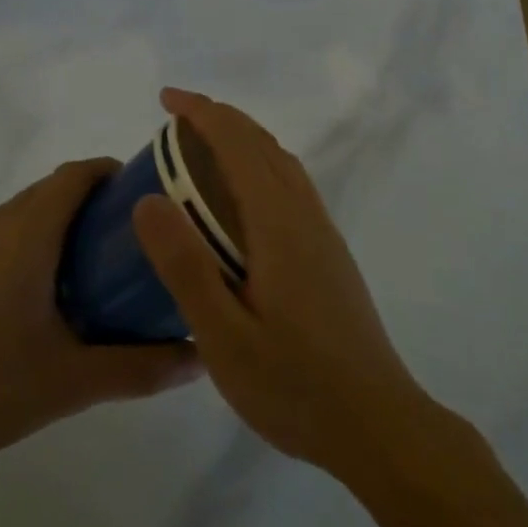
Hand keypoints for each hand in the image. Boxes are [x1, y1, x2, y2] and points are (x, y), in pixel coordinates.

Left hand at [0, 159, 200, 475]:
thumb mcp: (73, 382)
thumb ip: (140, 368)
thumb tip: (199, 358)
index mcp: (27, 235)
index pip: (75, 175)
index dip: (111, 173)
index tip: (145, 195)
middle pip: (52, 188)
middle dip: (94, 199)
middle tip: (132, 238)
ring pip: (26, 208)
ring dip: (61, 219)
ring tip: (96, 264)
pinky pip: (3, 230)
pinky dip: (33, 237)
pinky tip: (45, 290)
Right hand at [133, 89, 424, 476]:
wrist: (380, 427)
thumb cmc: (295, 385)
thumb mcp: (223, 336)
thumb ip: (185, 266)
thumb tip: (147, 199)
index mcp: (278, 223)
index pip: (237, 144)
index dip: (201, 113)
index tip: (166, 99)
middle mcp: (304, 215)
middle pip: (262, 144)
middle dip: (219, 118)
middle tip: (175, 120)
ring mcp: (322, 234)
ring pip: (281, 163)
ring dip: (242, 140)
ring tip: (202, 150)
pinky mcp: (329, 255)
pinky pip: (290, 186)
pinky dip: (259, 166)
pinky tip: (242, 203)